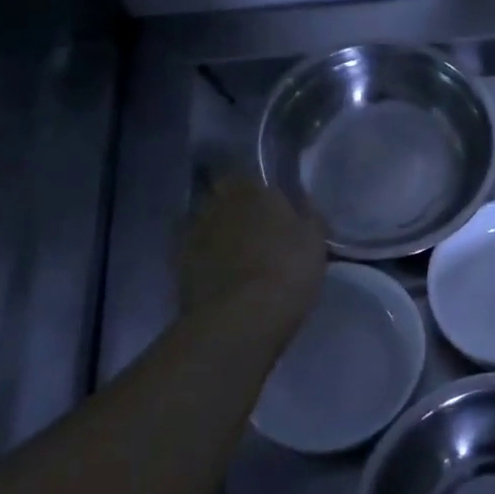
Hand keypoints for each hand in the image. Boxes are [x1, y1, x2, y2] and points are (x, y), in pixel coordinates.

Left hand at [179, 178, 326, 351]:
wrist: (242, 318)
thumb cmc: (288, 269)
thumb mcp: (316, 239)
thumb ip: (308, 215)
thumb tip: (302, 202)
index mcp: (254, 189)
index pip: (250, 175)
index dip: (258, 189)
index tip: (270, 203)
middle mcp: (219, 203)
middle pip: (223, 196)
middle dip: (234, 206)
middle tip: (253, 226)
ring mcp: (194, 233)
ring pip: (206, 222)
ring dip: (217, 231)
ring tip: (235, 252)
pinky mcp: (178, 265)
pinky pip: (194, 252)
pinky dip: (205, 257)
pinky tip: (220, 272)